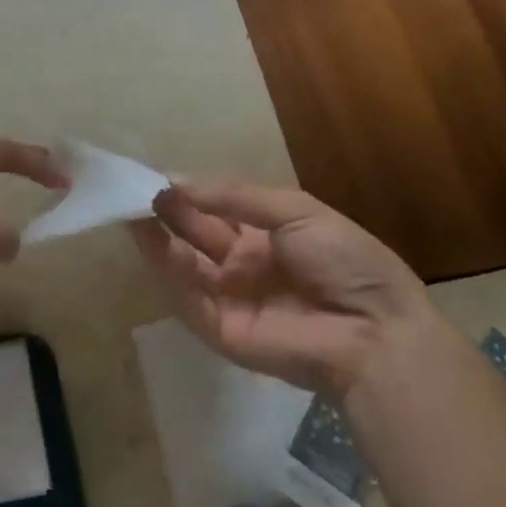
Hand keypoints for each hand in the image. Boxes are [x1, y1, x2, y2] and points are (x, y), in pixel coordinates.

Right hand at [130, 180, 429, 400]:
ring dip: (156, 237)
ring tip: (129, 207)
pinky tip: (151, 240)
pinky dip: (167, 269)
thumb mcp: (297, 211)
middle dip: (167, 209)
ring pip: (184, 263)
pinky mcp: (221, 330)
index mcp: (267, 234)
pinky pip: (188, 296)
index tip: (157, 174)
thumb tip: (180, 181)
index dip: (188, 191)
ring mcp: (231, 297)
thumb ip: (237, 196)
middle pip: (195, 232)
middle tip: (134, 187)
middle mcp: (244, 263)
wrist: (376, 332)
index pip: (216, 208)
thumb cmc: (346, 261)